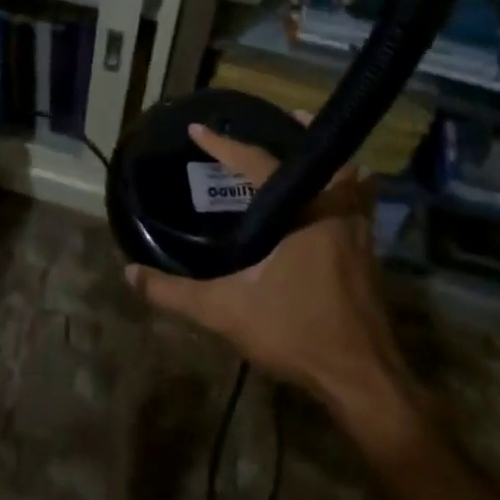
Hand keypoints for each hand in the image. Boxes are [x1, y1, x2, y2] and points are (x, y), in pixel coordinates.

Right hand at [124, 123, 425, 433]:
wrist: (362, 380)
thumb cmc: (297, 334)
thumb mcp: (226, 312)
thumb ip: (175, 294)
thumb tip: (129, 274)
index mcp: (303, 215)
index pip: (259, 164)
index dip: (225, 145)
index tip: (198, 129)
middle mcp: (336, 213)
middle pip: (323, 158)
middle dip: (303, 135)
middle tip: (283, 120)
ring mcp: (360, 233)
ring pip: (352, 180)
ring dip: (330, 162)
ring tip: (307, 153)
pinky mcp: (370, 255)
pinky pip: (361, 205)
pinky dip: (348, 191)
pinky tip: (330, 204)